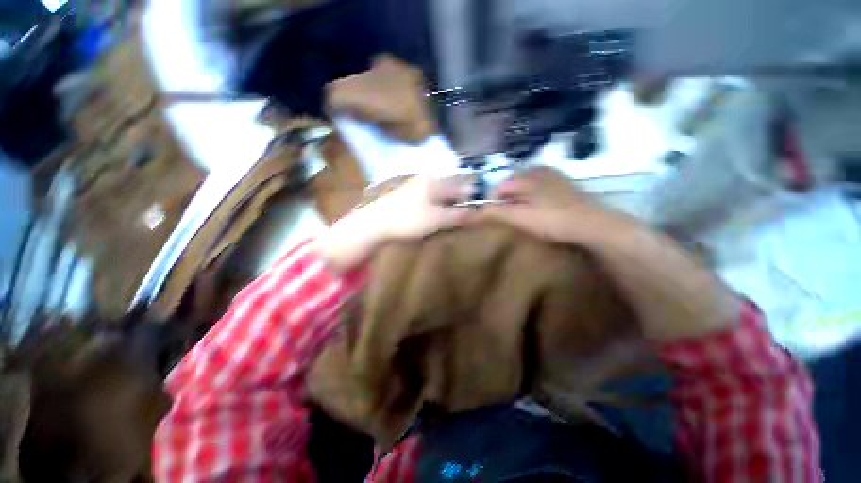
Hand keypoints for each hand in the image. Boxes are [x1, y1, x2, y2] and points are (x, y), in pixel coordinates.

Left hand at [365, 176, 473, 239]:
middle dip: (455, 207)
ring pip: (437, 199)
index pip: (460, 189)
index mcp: (435, 182)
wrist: (375, 223)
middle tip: (456, 222)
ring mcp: (414, 188)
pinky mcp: (406, 197)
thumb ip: (457, 215)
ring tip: (442, 225)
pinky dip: (432, 212)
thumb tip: (476, 213)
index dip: (469, 201)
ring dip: (444, 211)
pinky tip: (428, 222)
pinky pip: (426, 202)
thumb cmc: (409, 219)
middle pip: (449, 193)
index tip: (474, 214)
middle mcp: (426, 181)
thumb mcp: (437, 219)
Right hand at [479, 167, 630, 244]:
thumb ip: (496, 212)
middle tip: (508, 216)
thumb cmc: (552, 220)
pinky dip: (533, 195)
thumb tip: (473, 211)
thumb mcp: (520, 218)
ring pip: (527, 184)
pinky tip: (538, 208)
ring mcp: (554, 176)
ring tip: (521, 213)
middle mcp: (538, 171)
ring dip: (519, 197)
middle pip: (512, 183)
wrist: (593, 224)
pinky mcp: (564, 184)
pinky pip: (540, 185)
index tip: (493, 216)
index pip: (499, 187)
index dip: (492, 201)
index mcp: (526, 177)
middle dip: (506, 198)